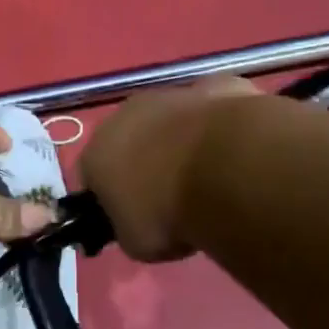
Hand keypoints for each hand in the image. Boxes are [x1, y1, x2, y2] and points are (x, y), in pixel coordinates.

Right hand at [78, 75, 260, 259]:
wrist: (227, 170)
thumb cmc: (168, 213)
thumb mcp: (136, 243)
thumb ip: (128, 227)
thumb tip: (137, 223)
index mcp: (96, 155)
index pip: (92, 178)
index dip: (110, 199)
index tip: (132, 218)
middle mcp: (125, 116)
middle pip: (128, 141)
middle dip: (144, 163)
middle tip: (170, 196)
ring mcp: (171, 95)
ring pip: (169, 120)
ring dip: (180, 140)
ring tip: (209, 174)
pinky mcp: (216, 85)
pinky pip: (211, 108)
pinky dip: (219, 125)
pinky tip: (236, 149)